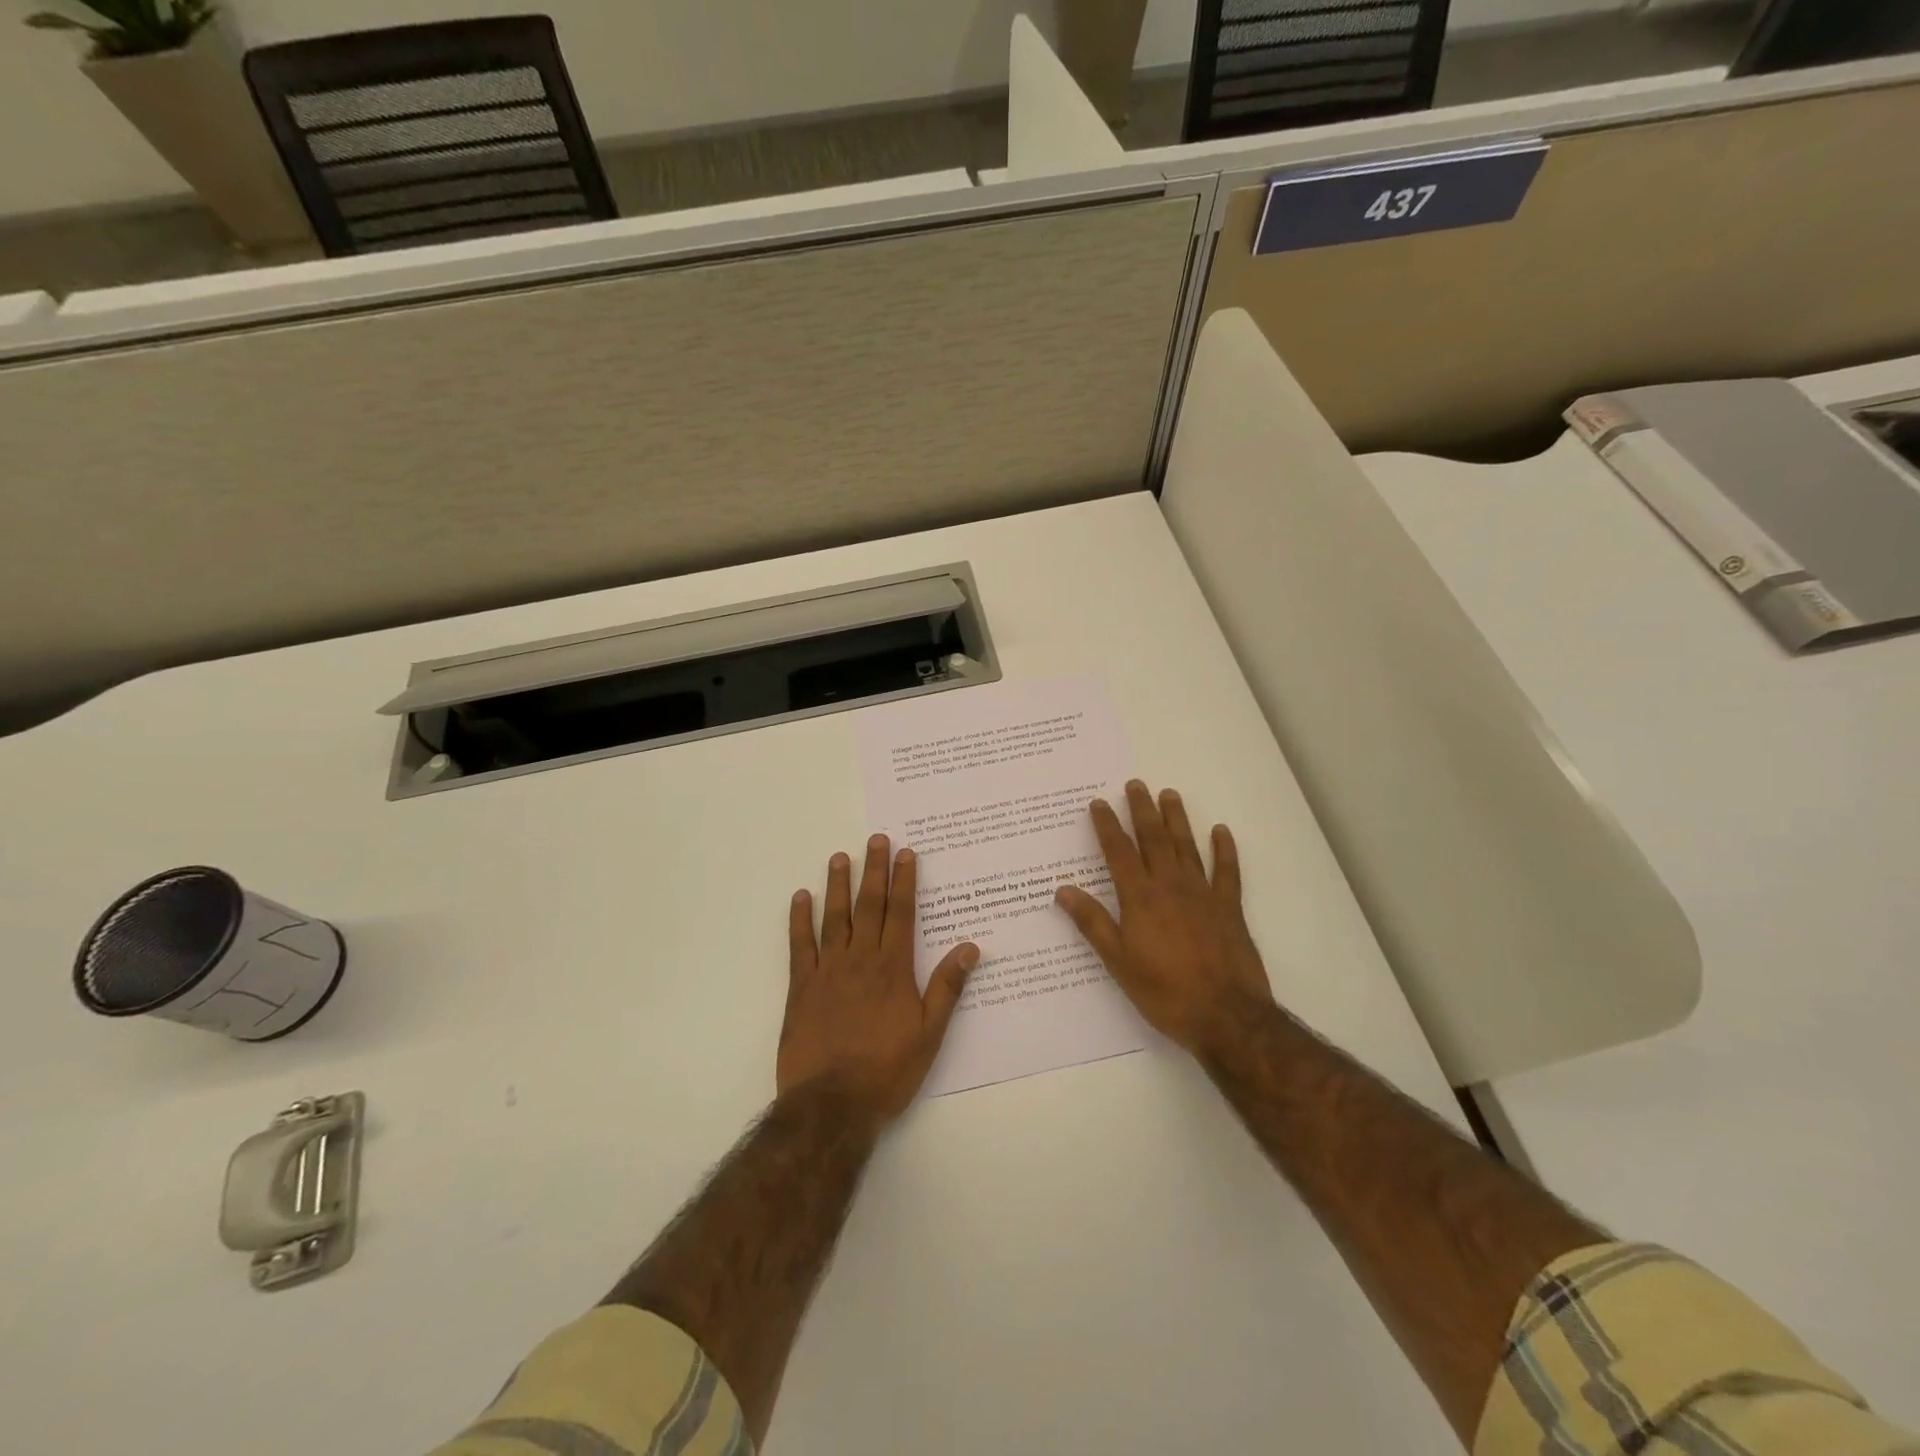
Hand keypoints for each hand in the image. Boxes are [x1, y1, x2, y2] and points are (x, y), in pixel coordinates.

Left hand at [779, 835, 978, 1124]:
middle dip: (874, 870)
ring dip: (838, 885)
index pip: (901, 914)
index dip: (904, 881)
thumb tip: (970, 947)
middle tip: (876, 839)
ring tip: (840, 857)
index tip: (906, 853)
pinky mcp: (801, 987)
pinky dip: (800, 919)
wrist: (832, 1104)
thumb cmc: (887, 1070)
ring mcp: (828, 970)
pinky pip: (800, 945)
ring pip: (835, 917)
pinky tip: (801, 898)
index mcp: (893, 968)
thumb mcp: (930, 1033)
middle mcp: (861, 959)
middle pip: (869, 906)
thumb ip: (947, 987)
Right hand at [1055, 780, 1274, 1053]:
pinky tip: (1221, 831)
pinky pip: (1227, 872)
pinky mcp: (1229, 909)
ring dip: (1177, 819)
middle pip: (1153, 840)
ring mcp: (1203, 895)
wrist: (1225, 1016)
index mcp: (1140, 899)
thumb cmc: (1164, 991)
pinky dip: (1224, 850)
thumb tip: (1063, 889)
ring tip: (1169, 794)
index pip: (1119, 853)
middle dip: (1142, 810)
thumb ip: (1092, 922)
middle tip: (1135, 784)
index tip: (1098, 803)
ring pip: (1187, 847)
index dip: (1107, 826)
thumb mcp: (1118, 962)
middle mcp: (1170, 887)